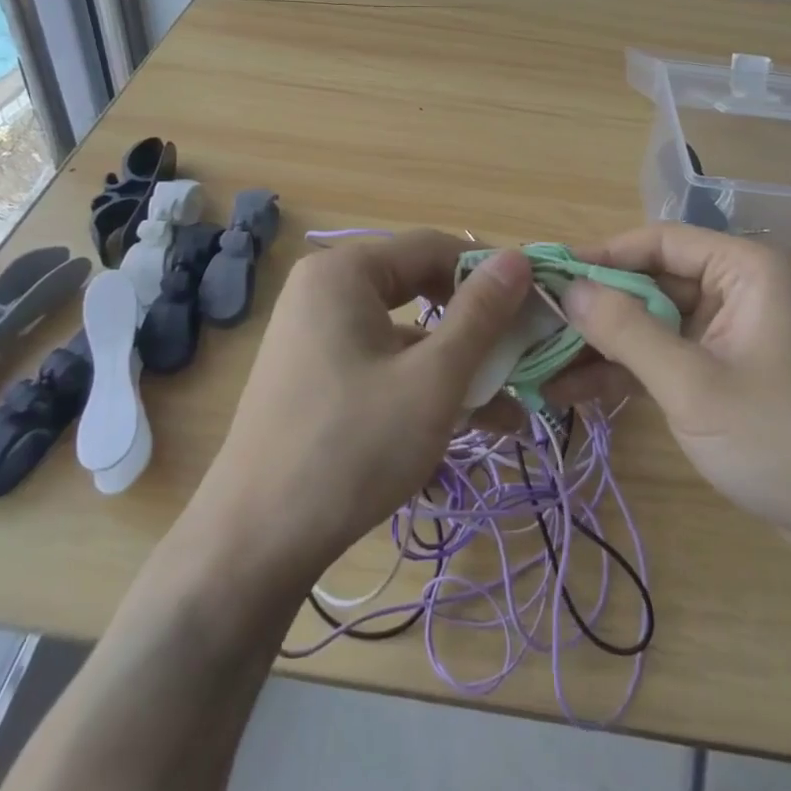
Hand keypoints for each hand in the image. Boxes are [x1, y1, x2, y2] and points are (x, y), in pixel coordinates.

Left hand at [187, 231, 531, 587]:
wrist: (254, 544)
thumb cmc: (352, 447)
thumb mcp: (432, 379)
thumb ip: (480, 314)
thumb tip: (519, 258)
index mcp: (344, 272)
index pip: (433, 246)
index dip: (489, 272)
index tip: (536, 303)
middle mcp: (325, 291)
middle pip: (419, 287)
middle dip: (477, 325)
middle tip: (526, 352)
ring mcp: (316, 335)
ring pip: (405, 333)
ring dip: (458, 365)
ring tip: (514, 408)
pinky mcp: (316, 376)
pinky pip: (382, 363)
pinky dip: (423, 385)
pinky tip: (470, 425)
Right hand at [563, 224, 790, 585]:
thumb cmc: (783, 443)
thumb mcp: (692, 385)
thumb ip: (624, 330)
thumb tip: (567, 288)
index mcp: (750, 269)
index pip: (659, 242)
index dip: (599, 257)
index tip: (545, 278)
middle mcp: (746, 288)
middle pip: (655, 282)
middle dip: (597, 310)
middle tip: (537, 328)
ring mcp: (741, 331)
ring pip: (658, 322)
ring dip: (607, 345)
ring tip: (545, 367)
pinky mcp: (735, 369)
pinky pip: (673, 354)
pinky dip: (633, 370)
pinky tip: (579, 391)